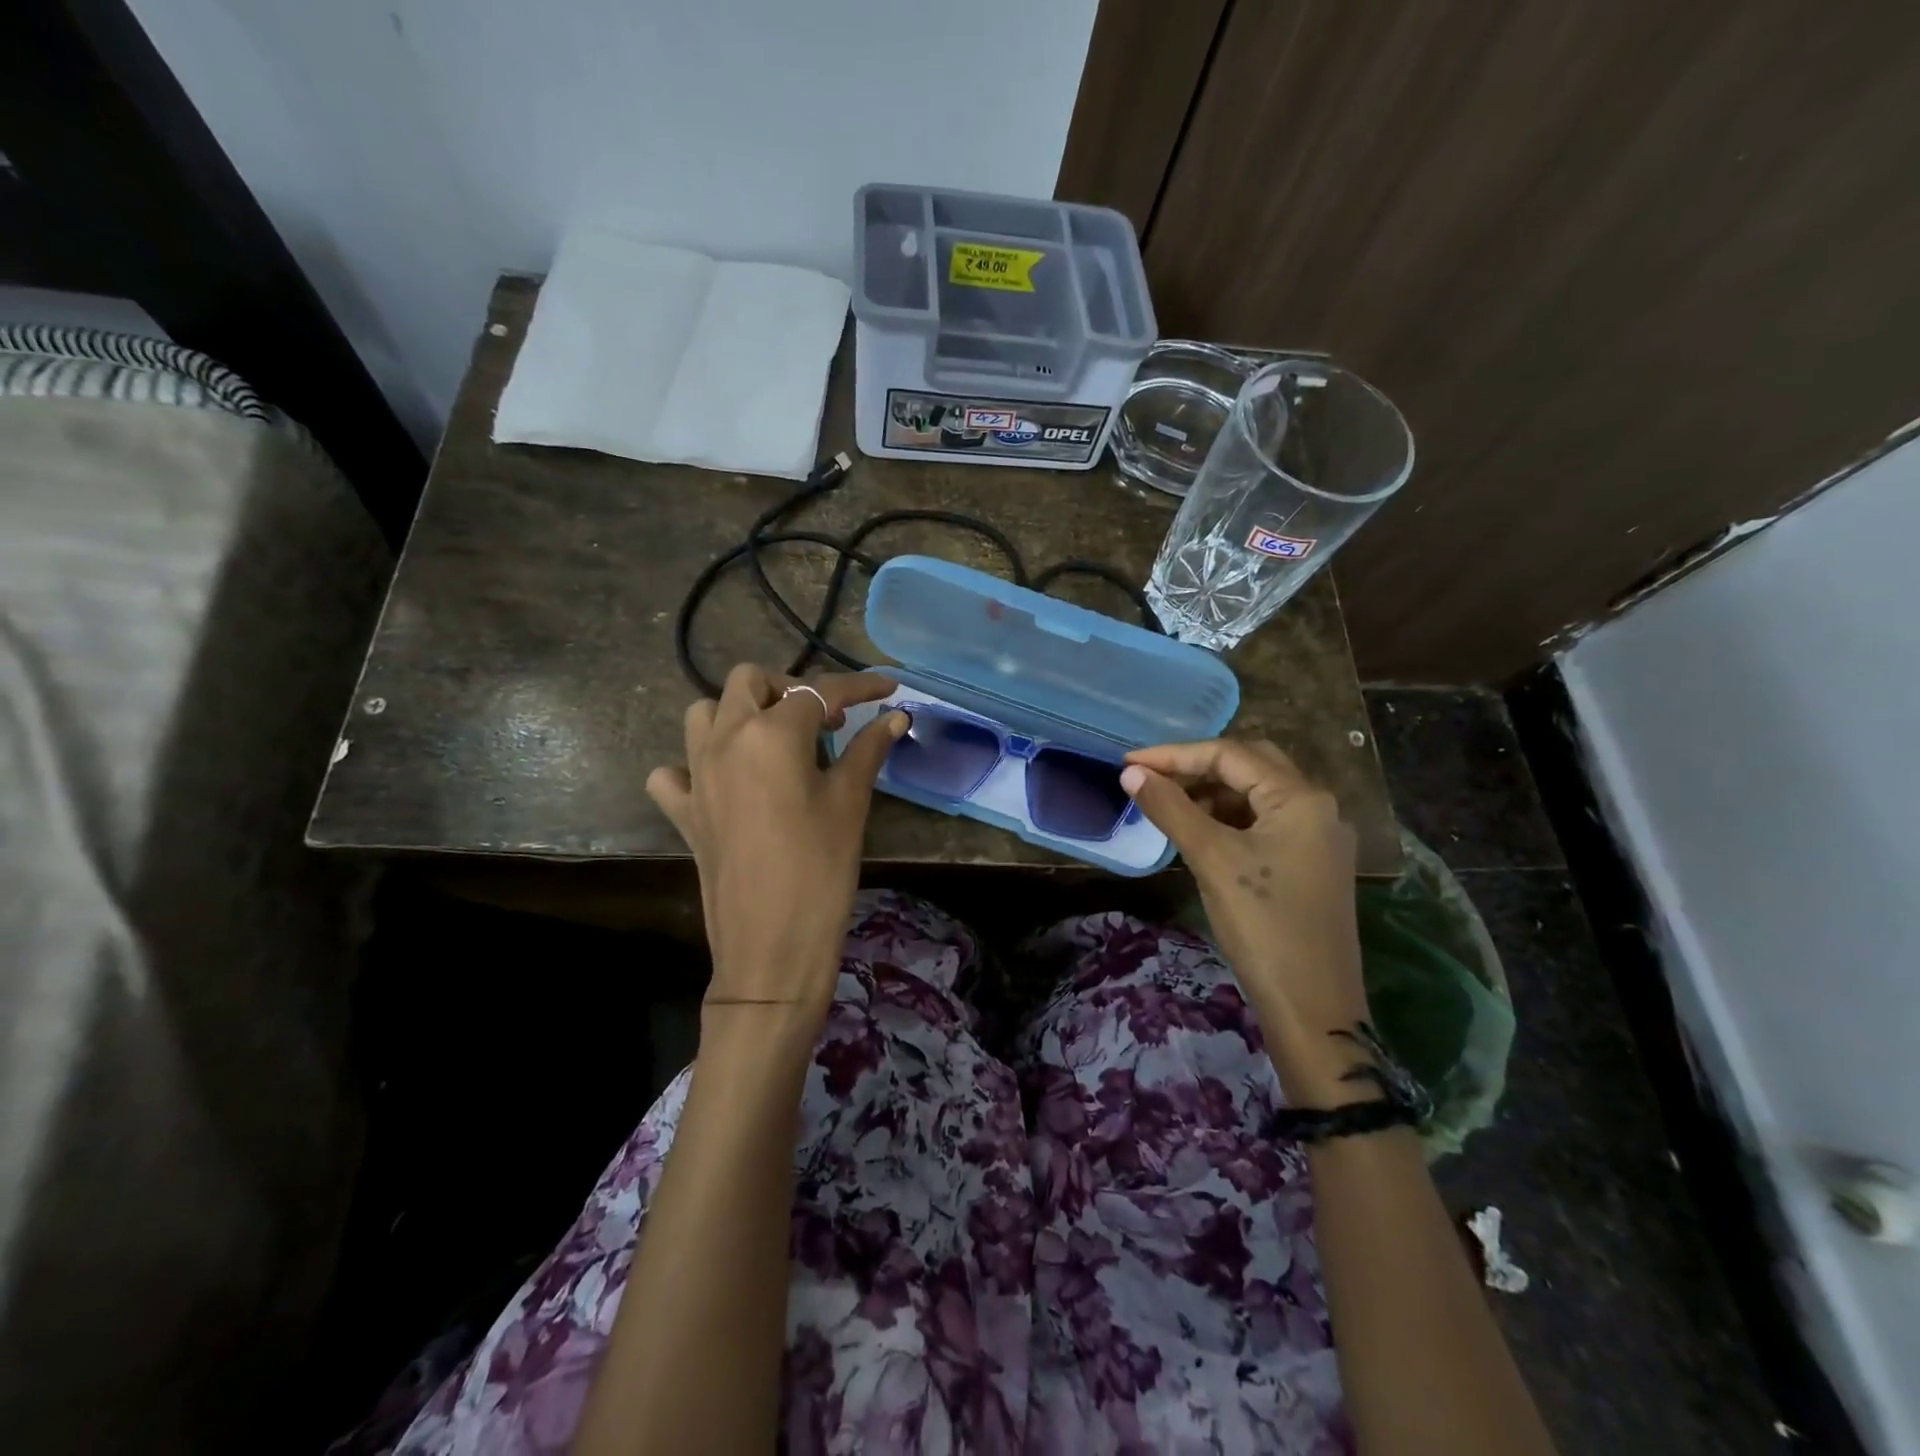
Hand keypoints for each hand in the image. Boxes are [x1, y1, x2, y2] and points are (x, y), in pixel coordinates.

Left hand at [647, 665, 906, 1017]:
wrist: (772, 944)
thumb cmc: (821, 867)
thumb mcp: (850, 802)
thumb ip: (869, 749)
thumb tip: (896, 717)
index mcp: (772, 733)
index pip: (820, 691)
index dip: (859, 686)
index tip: (888, 689)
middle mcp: (725, 738)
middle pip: (750, 681)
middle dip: (790, 688)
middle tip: (825, 722)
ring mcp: (696, 773)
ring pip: (704, 712)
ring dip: (738, 713)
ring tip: (774, 741)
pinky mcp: (683, 810)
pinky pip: (673, 770)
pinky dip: (693, 765)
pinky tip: (723, 782)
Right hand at [1121, 738, 1370, 1101]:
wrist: (1313, 1007)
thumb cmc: (1263, 925)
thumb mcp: (1211, 859)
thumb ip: (1170, 808)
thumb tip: (1131, 772)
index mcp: (1301, 798)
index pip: (1230, 755)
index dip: (1175, 754)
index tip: (1128, 762)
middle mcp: (1317, 807)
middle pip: (1249, 766)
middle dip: (1196, 767)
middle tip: (1150, 779)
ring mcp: (1317, 837)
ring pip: (1256, 796)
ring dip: (1211, 793)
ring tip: (1167, 805)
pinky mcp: (1311, 864)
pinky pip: (1264, 823)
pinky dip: (1228, 819)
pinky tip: (1199, 832)